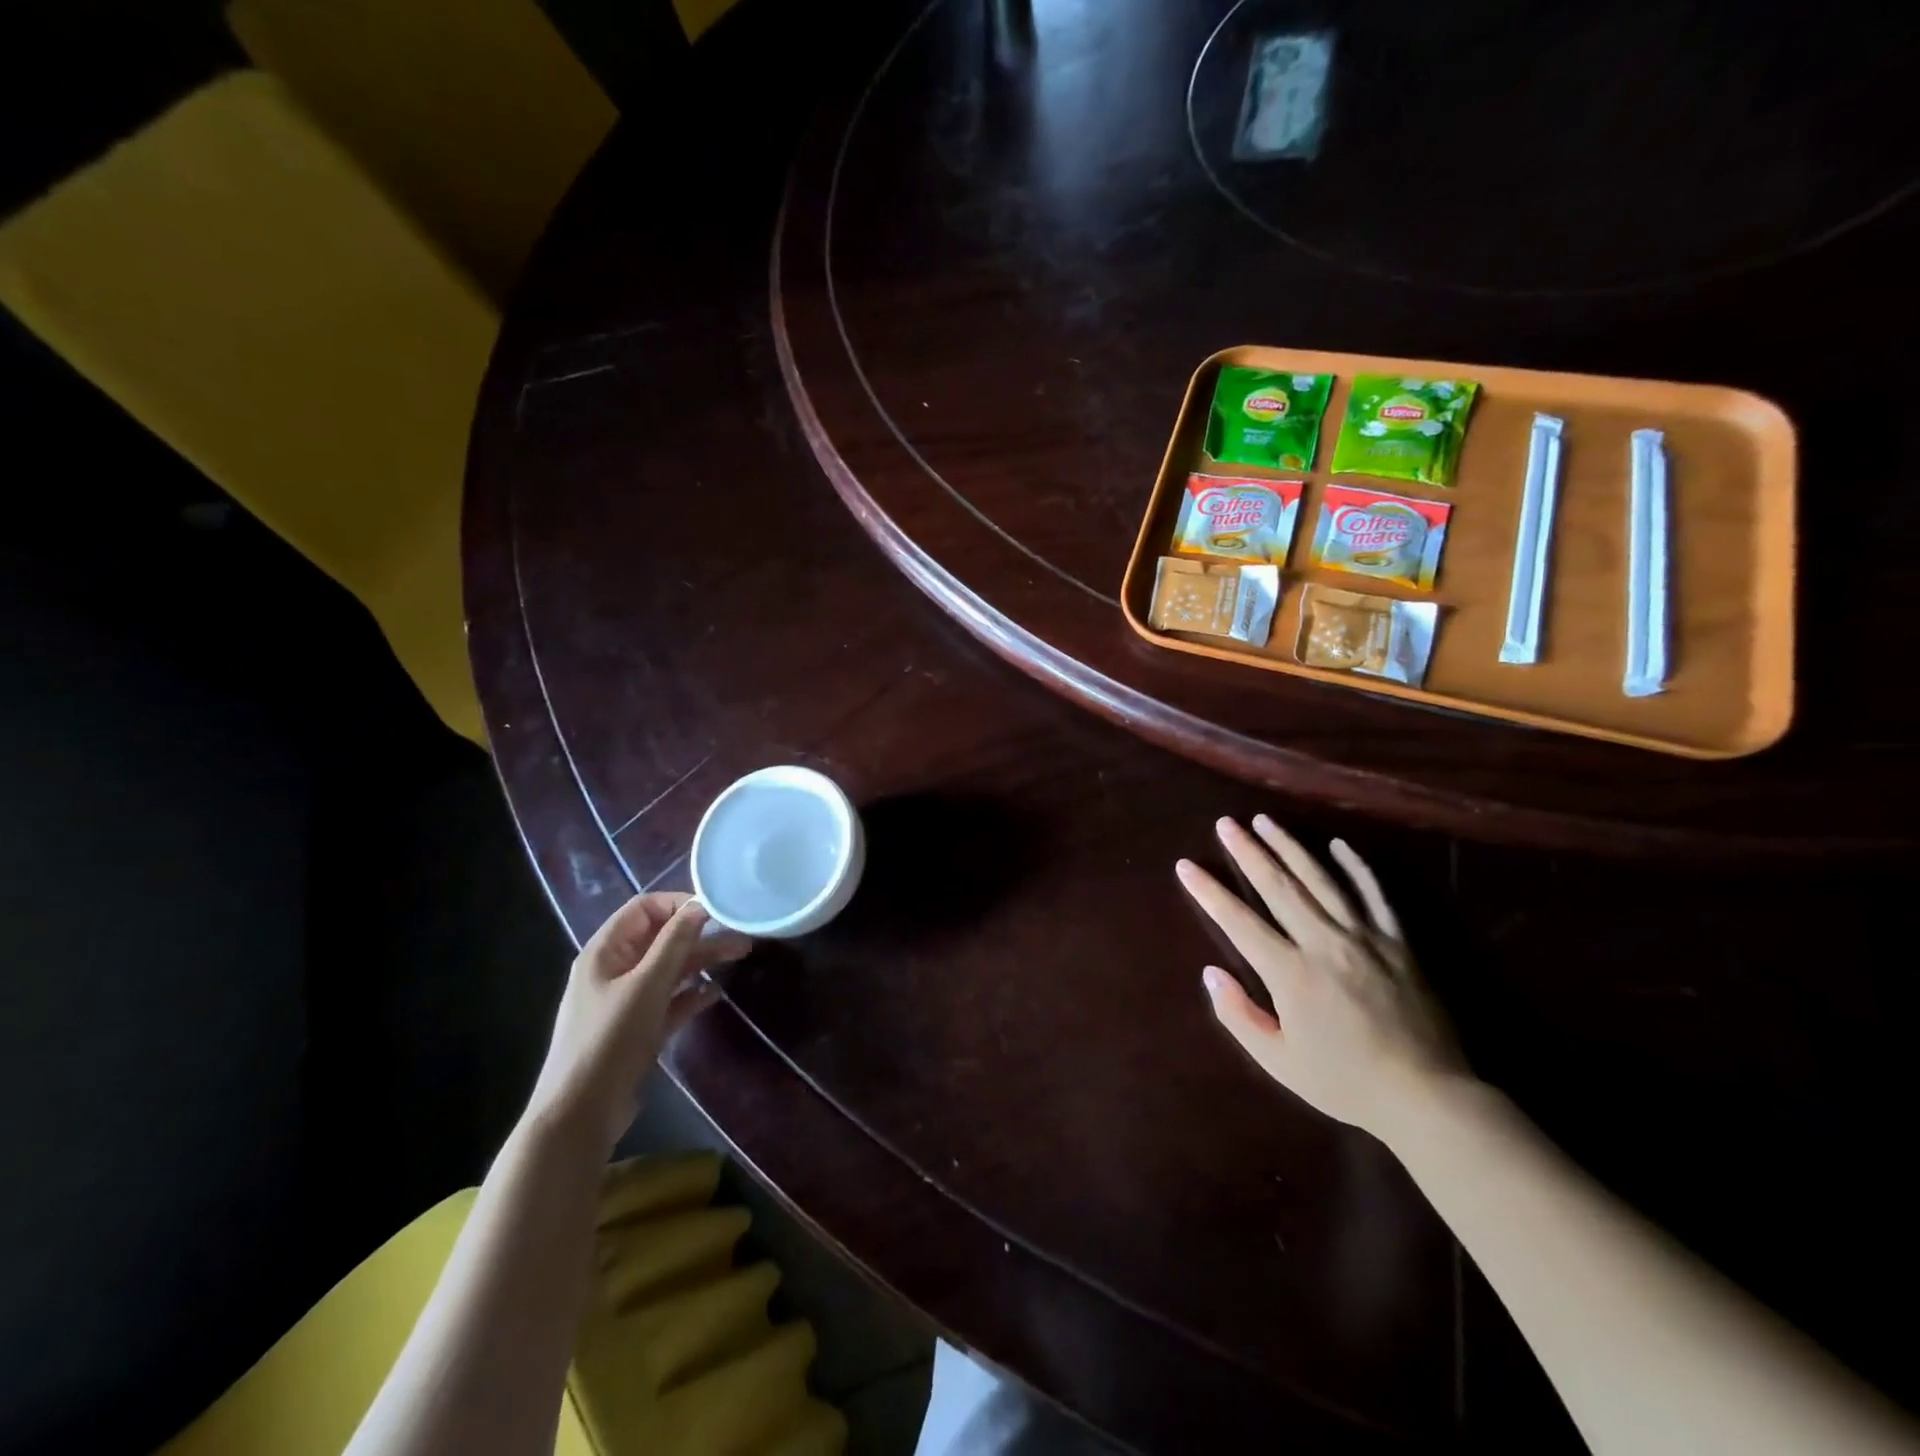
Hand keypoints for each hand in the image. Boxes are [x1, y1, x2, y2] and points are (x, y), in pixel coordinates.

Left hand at [527, 893, 750, 1148]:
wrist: (580, 1114)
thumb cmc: (610, 1040)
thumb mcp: (646, 986)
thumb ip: (674, 943)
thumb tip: (700, 906)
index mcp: (605, 951)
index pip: (644, 909)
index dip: (679, 904)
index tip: (716, 912)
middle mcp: (614, 970)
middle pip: (661, 938)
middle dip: (699, 934)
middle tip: (741, 935)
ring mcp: (626, 1000)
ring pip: (669, 968)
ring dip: (702, 960)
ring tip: (741, 955)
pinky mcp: (638, 1028)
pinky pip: (669, 1000)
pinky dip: (692, 993)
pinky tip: (715, 993)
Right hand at [1176, 816, 1466, 1138]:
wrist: (1428, 1096)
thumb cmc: (1345, 1082)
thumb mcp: (1279, 1061)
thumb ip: (1239, 1016)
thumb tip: (1211, 973)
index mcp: (1291, 973)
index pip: (1239, 921)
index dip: (1209, 891)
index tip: (1186, 865)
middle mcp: (1324, 943)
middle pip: (1279, 887)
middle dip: (1248, 852)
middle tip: (1226, 823)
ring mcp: (1365, 938)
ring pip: (1321, 880)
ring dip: (1290, 847)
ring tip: (1265, 821)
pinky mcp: (1398, 943)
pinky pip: (1374, 895)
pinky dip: (1356, 867)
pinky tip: (1338, 844)